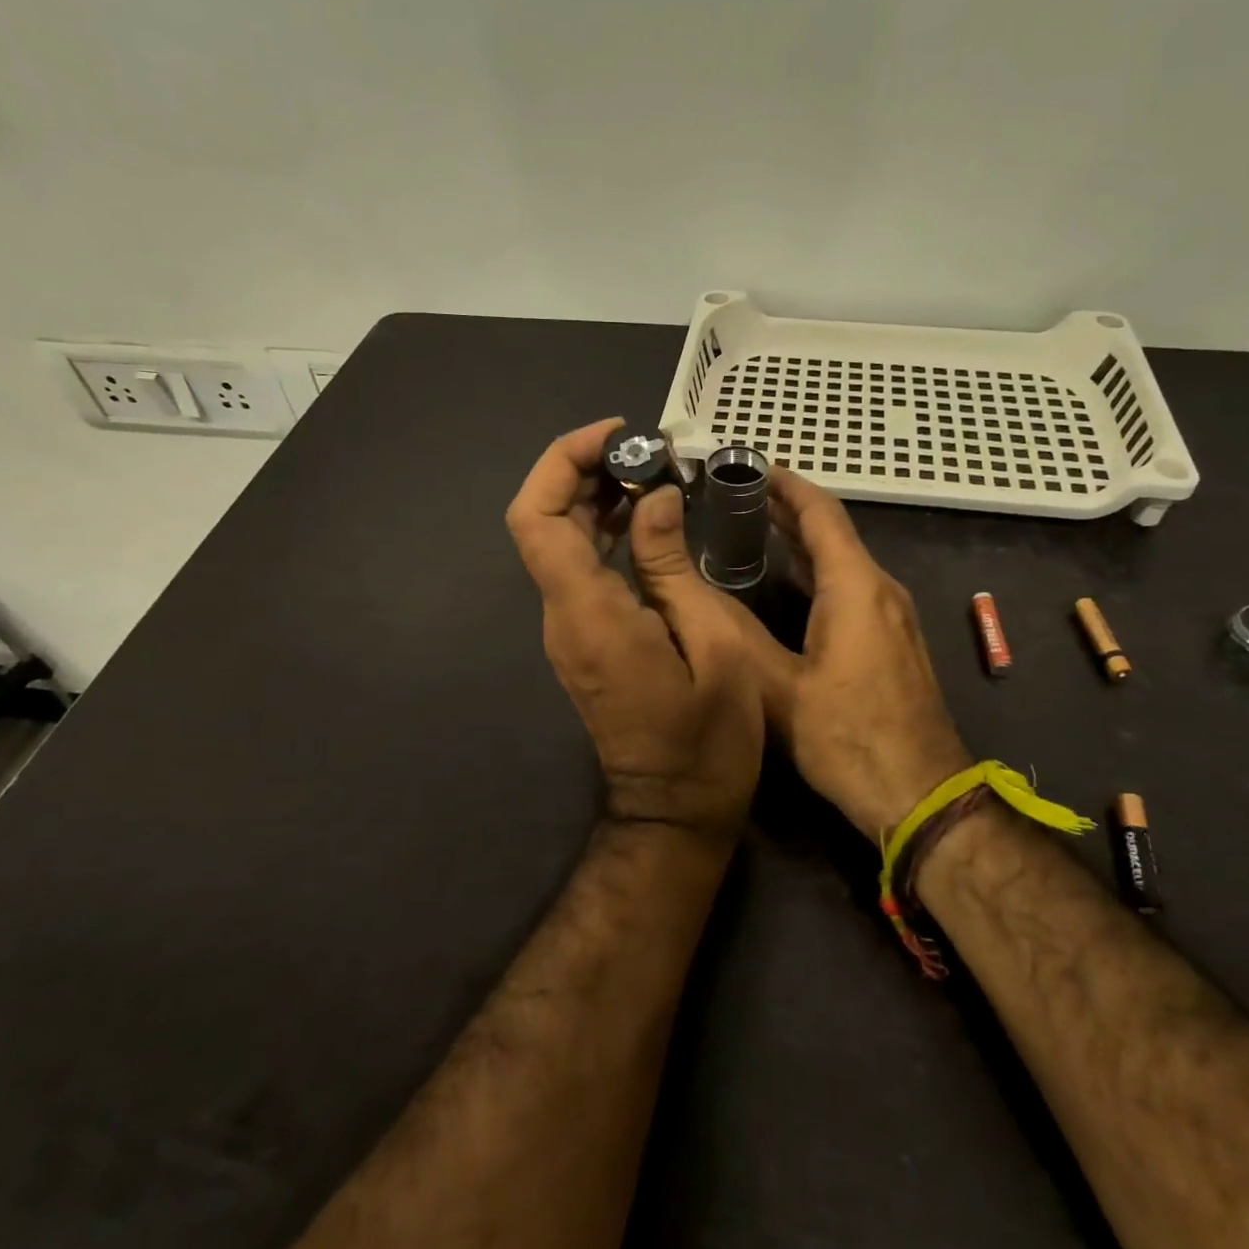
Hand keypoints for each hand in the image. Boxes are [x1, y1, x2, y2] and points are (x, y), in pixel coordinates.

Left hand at [506, 419, 765, 838]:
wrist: (675, 812)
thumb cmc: (708, 741)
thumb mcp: (712, 645)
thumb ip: (673, 566)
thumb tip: (653, 500)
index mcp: (588, 614)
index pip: (536, 518)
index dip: (562, 462)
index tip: (616, 436)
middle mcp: (563, 616)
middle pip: (539, 521)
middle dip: (580, 471)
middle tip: (643, 452)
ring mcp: (568, 630)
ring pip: (556, 543)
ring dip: (592, 498)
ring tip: (651, 475)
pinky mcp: (583, 641)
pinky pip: (577, 570)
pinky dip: (602, 532)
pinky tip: (645, 520)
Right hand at [736, 469, 971, 840]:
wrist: (922, 794)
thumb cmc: (850, 739)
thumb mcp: (779, 690)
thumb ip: (738, 635)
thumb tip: (696, 592)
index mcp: (856, 588)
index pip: (821, 514)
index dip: (786, 485)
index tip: (750, 465)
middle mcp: (881, 590)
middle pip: (833, 532)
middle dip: (788, 509)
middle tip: (736, 495)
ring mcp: (894, 616)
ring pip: (844, 561)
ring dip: (802, 540)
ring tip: (753, 528)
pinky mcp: (894, 641)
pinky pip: (853, 587)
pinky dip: (818, 571)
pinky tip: (788, 583)